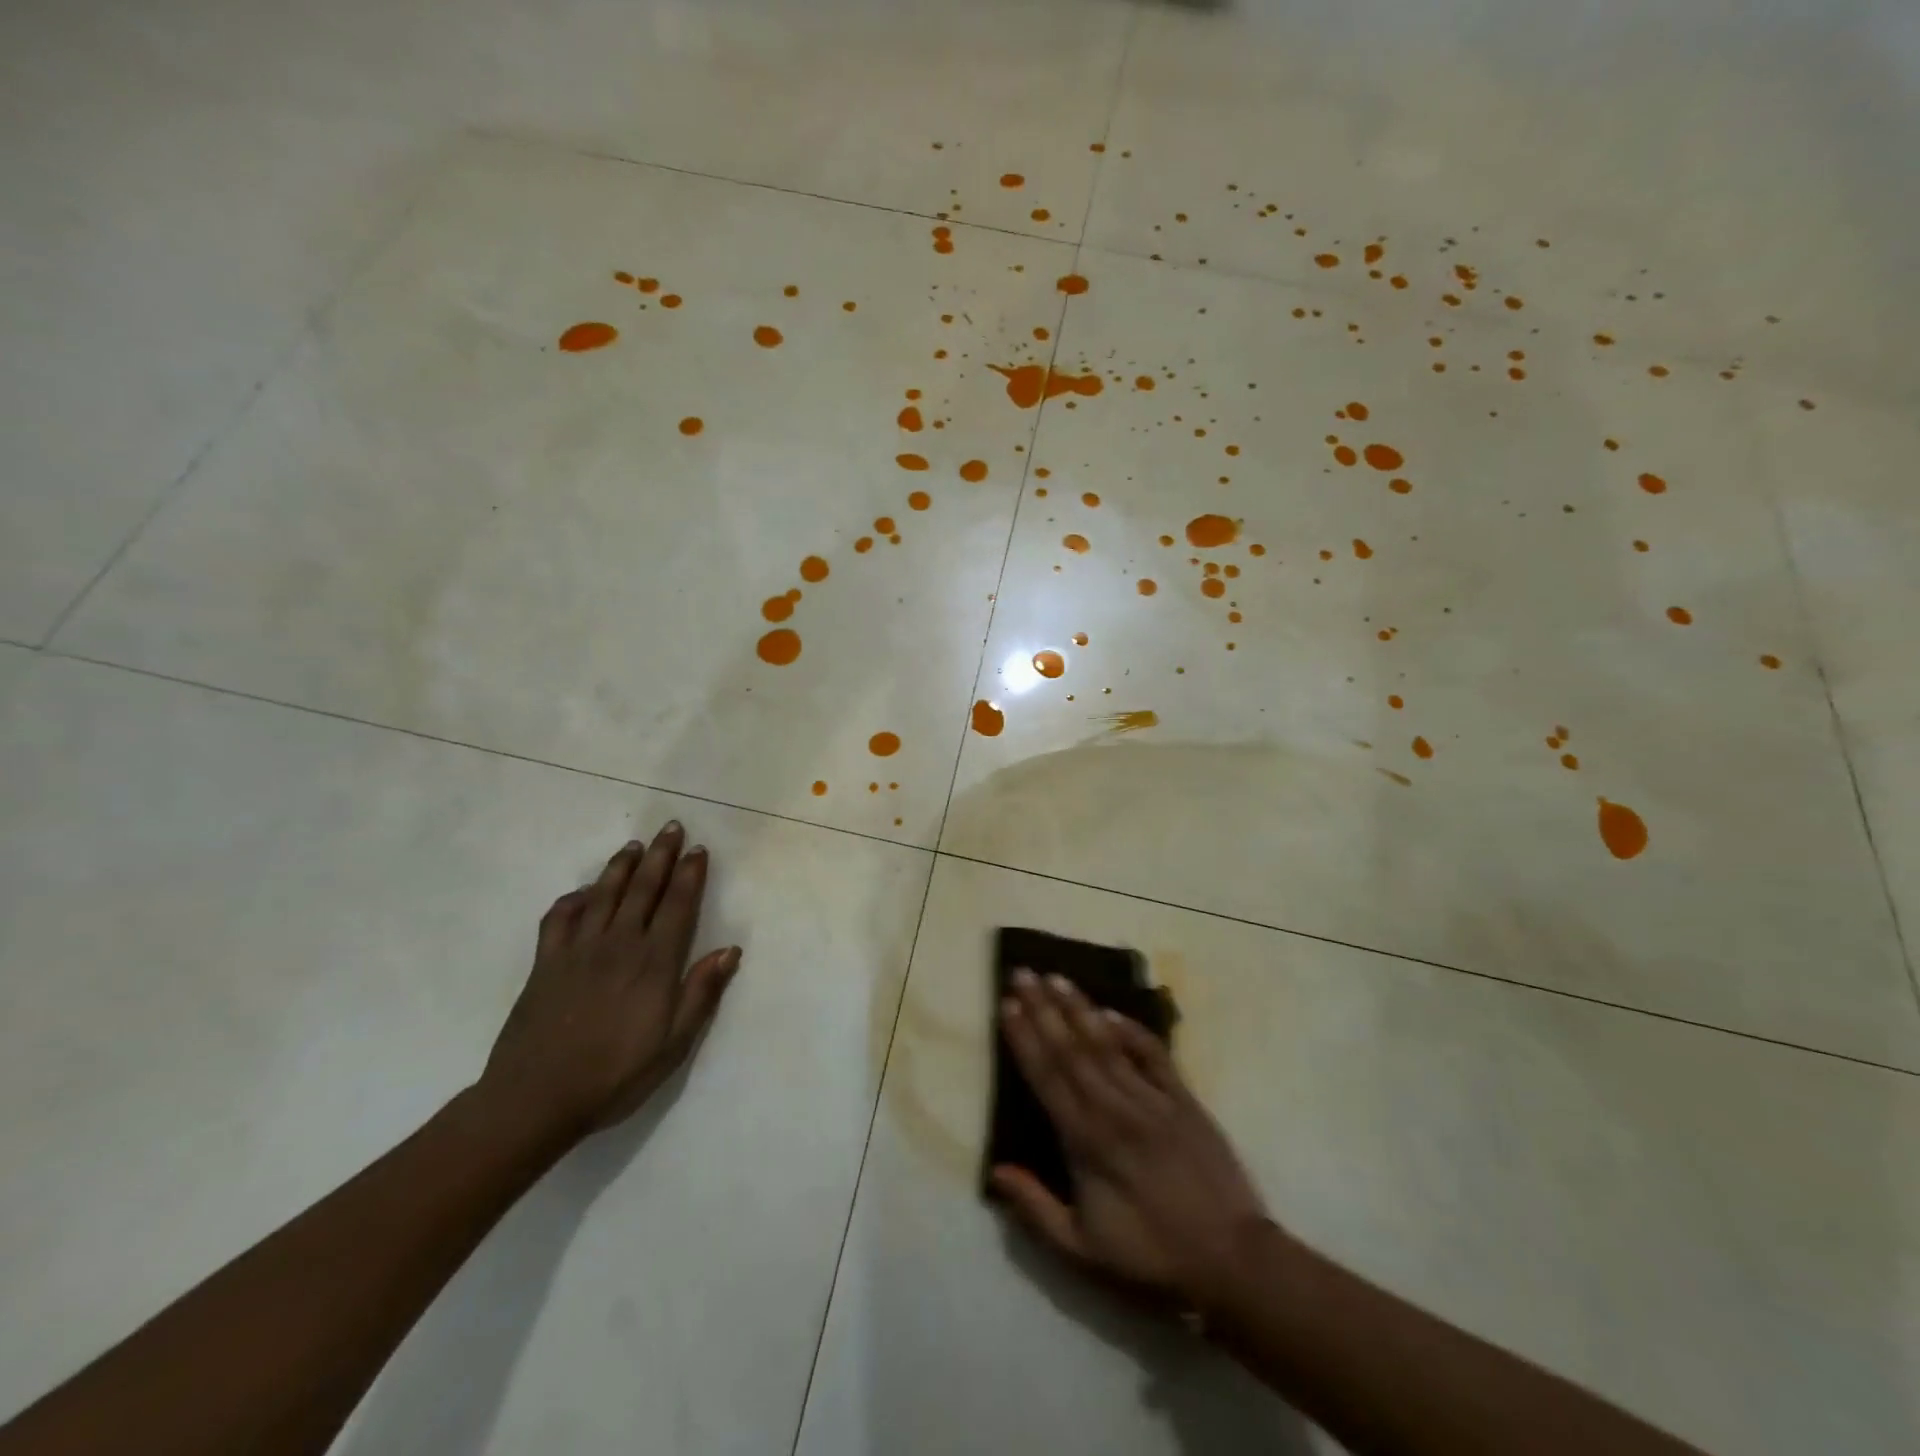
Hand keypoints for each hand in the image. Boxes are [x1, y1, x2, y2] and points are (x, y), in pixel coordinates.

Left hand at [479, 823, 740, 1137]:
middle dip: (660, 855)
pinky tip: (582, 893)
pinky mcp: (546, 962)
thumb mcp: (673, 1043)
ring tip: (634, 846)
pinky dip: (572, 900)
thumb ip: (701, 992)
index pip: (677, 905)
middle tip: (670, 827)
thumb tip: (731, 949)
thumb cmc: (615, 1074)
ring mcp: (578, 949)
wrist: (536, 1098)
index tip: (698, 850)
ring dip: (621, 866)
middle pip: (643, 888)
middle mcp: (618, 944)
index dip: (689, 874)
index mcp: (654, 962)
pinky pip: (559, 918)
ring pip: (603, 894)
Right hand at [989, 969, 1268, 1309]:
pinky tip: (1111, 1011)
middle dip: (1043, 1008)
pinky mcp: (1183, 1098)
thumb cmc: (1150, 1257)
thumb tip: (995, 1169)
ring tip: (1057, 977)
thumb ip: (1035, 1208)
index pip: (1046, 1077)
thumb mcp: (1082, 1250)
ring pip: (1107, 1043)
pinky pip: (1153, 1054)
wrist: (1232, 1261)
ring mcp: (1152, 1099)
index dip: (1024, 1039)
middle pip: (1071, 1049)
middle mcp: (1114, 1109)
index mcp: (1086, 1142)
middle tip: (1023, 972)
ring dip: (1079, 1008)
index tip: (1007, 1005)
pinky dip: (1132, 1030)